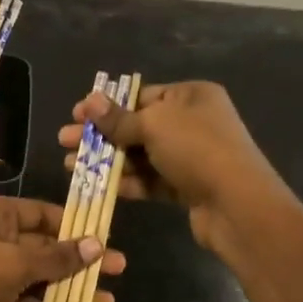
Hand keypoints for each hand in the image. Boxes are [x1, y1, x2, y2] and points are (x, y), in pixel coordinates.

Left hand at [0, 197, 125, 301]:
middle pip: (43, 244)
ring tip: (107, 301)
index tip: (107, 237)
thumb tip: (96, 244)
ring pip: (36, 274)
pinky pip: (23, 298)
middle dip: (79, 259)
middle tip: (120, 269)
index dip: (75, 225)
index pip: (42, 212)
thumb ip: (56, 257)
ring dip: (68, 286)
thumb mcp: (15, 264)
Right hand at [58, 81, 285, 253]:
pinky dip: (126, 181)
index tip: (76, 115)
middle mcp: (193, 122)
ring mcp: (191, 156)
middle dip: (100, 134)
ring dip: (107, 159)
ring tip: (70, 165)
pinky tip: (96, 184)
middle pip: (137, 125)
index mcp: (191, 96)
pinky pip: (150, 180)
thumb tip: (89, 100)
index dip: (107, 105)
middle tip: (64, 140)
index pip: (141, 95)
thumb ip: (118, 118)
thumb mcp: (154, 125)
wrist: (238, 206)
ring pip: (141, 154)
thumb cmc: (197, 150)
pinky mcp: (187, 187)